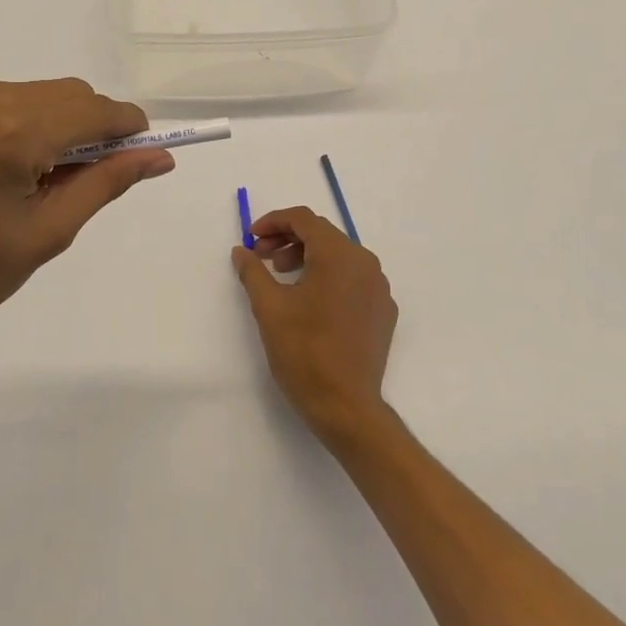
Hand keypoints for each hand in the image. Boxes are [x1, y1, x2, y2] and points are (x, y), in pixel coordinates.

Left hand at [0, 79, 173, 358]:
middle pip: (65, 94)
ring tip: (26, 180)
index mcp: (14, 130)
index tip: (139, 154)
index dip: (128, 128)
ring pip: (26, 94)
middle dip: (89, 127)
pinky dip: (4, 124)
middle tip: (80, 179)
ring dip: (46, 124)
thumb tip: (158, 157)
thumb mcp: (45, 235)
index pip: (97, 109)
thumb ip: (106, 184)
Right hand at [232, 206, 397, 446]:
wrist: (346, 406)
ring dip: (308, 257)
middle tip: (261, 257)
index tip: (251, 238)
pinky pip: (354, 279)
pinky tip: (311, 301)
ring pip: (340, 256)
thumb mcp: (269, 308)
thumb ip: (253, 271)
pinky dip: (329, 278)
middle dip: (288, 240)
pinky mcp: (384, 310)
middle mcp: (365, 262)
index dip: (273, 222)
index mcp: (338, 254)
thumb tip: (242, 251)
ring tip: (282, 278)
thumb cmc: (304, 352)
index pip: (304, 219)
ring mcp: (379, 287)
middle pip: (323, 235)